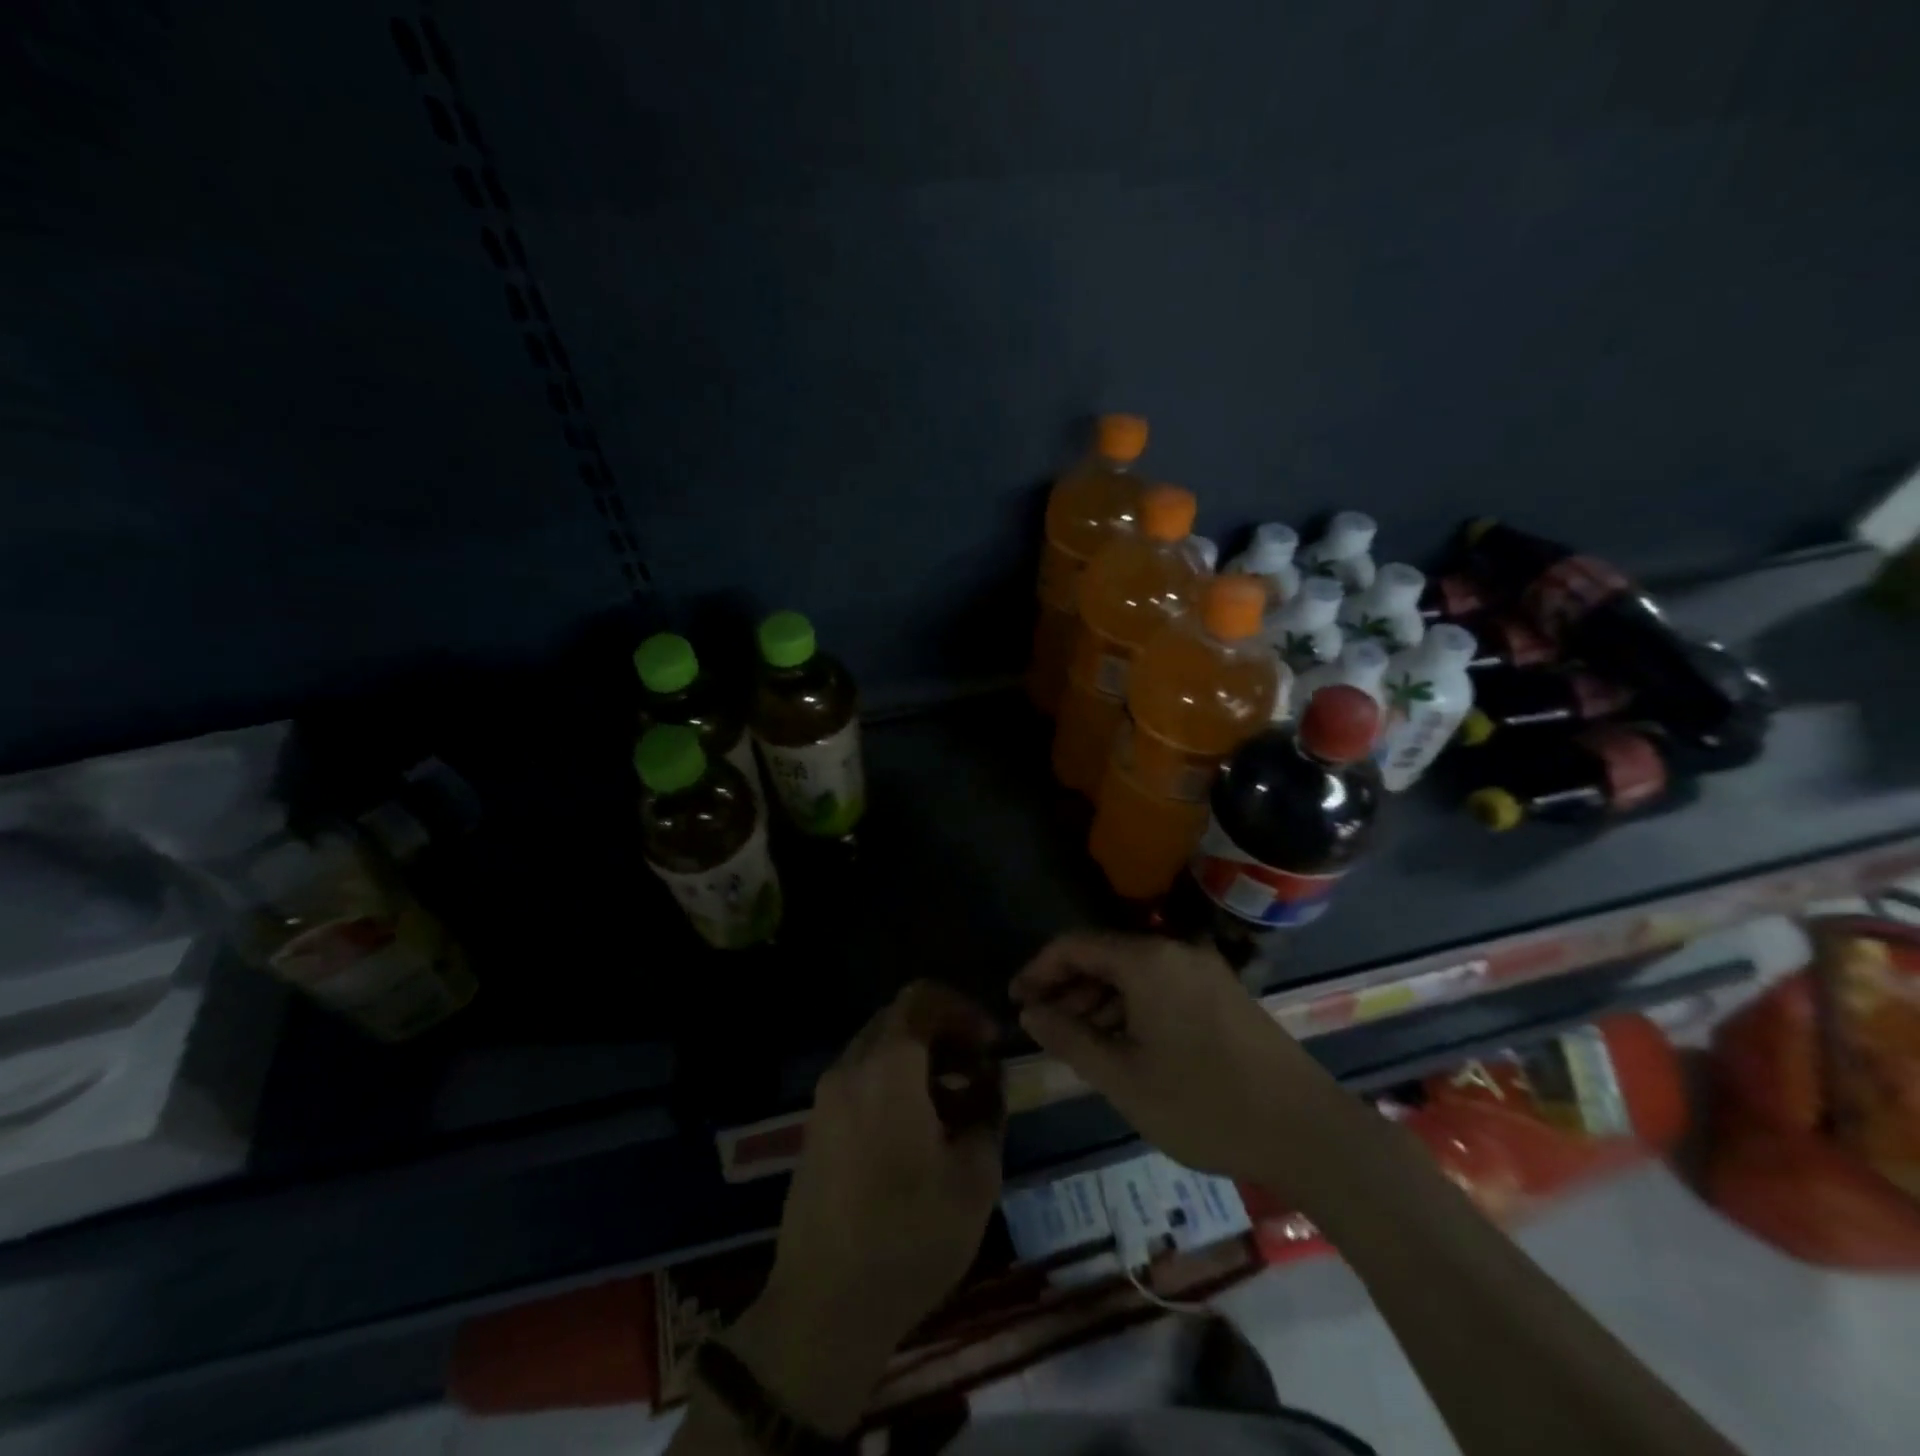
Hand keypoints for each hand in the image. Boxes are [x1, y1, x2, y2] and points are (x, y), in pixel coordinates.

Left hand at [729, 982, 1002, 1433]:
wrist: (822, 1309)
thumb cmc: (908, 1237)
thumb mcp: (974, 1176)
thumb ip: (988, 1110)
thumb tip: (988, 1079)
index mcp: (887, 1067)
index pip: (922, 998)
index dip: (962, 1009)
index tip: (989, 1044)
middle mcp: (850, 1068)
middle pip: (899, 1019)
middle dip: (944, 1034)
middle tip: (978, 1072)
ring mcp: (826, 1098)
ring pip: (879, 1049)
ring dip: (920, 1060)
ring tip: (955, 1106)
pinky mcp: (816, 1128)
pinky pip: (860, 1080)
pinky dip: (894, 1082)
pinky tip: (918, 1131)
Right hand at [1010, 932, 1320, 1183]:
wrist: (1308, 1130)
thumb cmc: (1204, 1104)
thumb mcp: (1123, 1078)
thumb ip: (1070, 1039)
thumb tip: (1031, 1013)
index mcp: (1147, 960)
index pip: (1075, 946)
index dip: (1039, 970)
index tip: (1016, 1002)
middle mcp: (1174, 951)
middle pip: (1104, 955)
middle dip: (1068, 987)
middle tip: (1042, 1027)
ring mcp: (1202, 970)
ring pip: (1133, 973)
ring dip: (1099, 1000)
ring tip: (1077, 1041)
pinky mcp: (1221, 992)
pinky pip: (1160, 986)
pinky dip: (1131, 1007)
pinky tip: (1123, 1043)